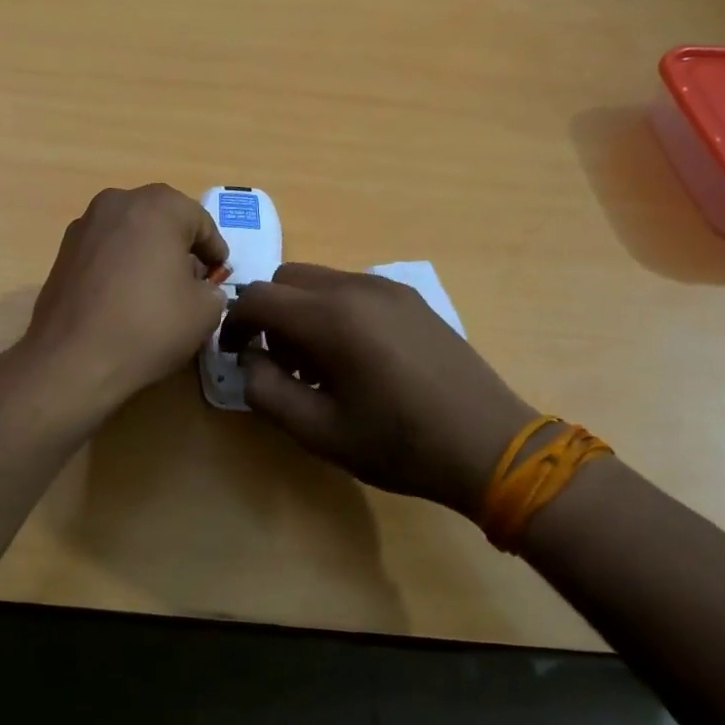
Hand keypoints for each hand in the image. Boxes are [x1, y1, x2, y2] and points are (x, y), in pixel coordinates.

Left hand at [21, 184, 228, 412]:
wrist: (72, 359)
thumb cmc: (148, 326)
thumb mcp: (204, 312)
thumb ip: (212, 289)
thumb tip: (201, 288)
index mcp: (158, 206)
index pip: (200, 221)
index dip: (214, 250)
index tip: (219, 275)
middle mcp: (118, 202)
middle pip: (162, 219)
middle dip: (180, 246)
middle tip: (192, 280)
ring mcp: (85, 224)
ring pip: (130, 231)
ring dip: (147, 252)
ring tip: (157, 290)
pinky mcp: (63, 250)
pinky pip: (105, 249)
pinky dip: (120, 264)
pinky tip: (124, 297)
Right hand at [218, 264, 541, 517]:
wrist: (490, 445)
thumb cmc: (399, 445)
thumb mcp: (319, 432)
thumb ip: (266, 390)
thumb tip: (250, 359)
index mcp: (331, 318)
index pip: (258, 298)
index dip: (234, 324)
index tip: (234, 355)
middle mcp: (356, 287)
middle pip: (285, 278)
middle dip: (269, 314)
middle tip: (281, 362)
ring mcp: (387, 288)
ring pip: (319, 280)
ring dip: (301, 311)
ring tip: (320, 363)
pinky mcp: (409, 297)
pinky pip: (351, 288)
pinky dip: (333, 309)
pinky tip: (356, 356)